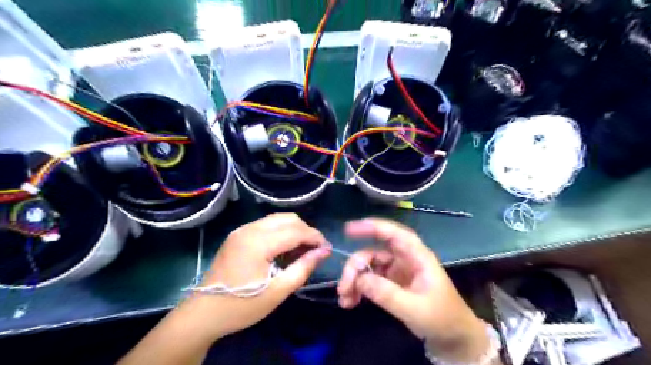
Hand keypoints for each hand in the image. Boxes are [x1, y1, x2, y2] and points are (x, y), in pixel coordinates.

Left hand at [177, 213, 330, 342]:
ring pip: (277, 219)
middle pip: (288, 218)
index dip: (315, 237)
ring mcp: (242, 230)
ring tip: (301, 251)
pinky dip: (280, 232)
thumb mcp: (278, 291)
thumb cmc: (242, 306)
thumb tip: (324, 251)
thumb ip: (303, 267)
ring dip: (293, 230)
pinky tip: (284, 249)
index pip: (296, 230)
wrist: (203, 313)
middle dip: (305, 231)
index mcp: (258, 243)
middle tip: (314, 250)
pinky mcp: (238, 234)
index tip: (326, 249)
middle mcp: (249, 229)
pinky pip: (266, 226)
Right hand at [338, 217, 490, 363]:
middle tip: (343, 287)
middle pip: (374, 251)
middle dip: (356, 266)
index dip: (373, 227)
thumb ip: (387, 294)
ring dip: (354, 279)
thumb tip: (359, 279)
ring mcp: (397, 271)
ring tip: (344, 299)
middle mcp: (405, 259)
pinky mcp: (391, 283)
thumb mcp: (414, 309)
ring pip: (369, 265)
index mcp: (417, 257)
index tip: (349, 229)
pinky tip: (350, 302)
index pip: (395, 234)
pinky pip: (369, 279)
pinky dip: (358, 288)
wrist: (453, 338)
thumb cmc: (441, 318)